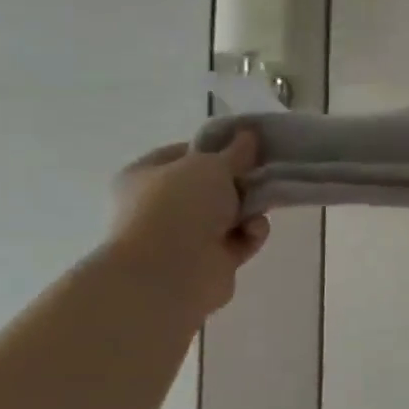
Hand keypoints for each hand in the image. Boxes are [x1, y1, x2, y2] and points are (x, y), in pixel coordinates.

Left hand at [106, 132, 269, 315]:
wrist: (170, 273)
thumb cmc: (180, 205)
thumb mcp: (211, 165)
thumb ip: (236, 151)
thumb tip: (249, 135)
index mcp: (146, 176)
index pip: (185, 153)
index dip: (217, 147)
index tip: (247, 145)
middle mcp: (162, 206)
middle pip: (212, 185)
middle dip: (240, 181)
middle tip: (263, 173)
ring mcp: (185, 236)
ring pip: (230, 214)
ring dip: (250, 208)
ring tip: (261, 205)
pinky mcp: (211, 262)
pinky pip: (240, 240)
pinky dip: (252, 234)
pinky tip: (253, 231)